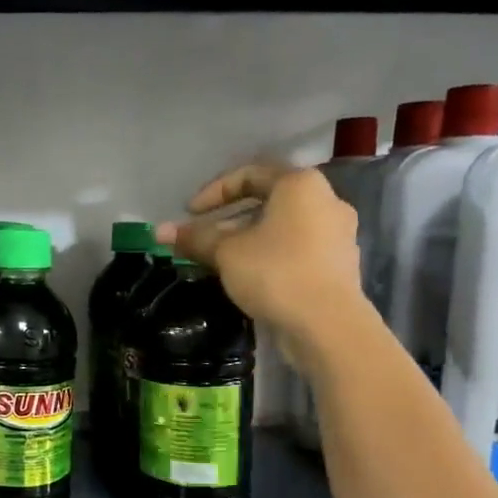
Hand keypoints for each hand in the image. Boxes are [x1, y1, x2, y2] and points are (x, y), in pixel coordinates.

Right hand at [156, 163, 363, 369]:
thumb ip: (195, 238)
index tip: (189, 214)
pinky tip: (248, 276)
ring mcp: (336, 233)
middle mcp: (325, 200)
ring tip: (220, 260)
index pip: (249, 174)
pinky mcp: (338, 263)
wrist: (327, 324)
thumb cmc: (275, 272)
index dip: (212, 192)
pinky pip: (295, 248)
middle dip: (228, 219)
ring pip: (281, 227)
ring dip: (247, 238)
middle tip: (202, 239)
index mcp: (300, 184)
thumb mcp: (226, 253)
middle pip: (267, 201)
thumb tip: (160, 231)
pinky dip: (268, 255)